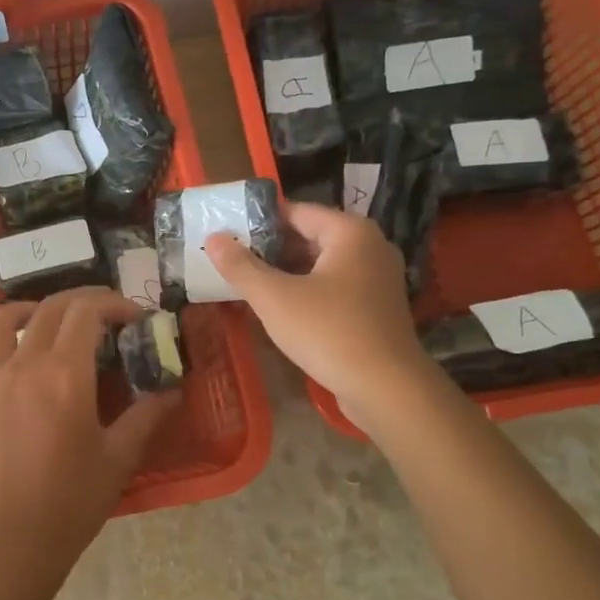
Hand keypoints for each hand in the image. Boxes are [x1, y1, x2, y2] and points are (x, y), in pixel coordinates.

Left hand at [0, 288, 176, 599]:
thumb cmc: (70, 502)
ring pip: (2, 320)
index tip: (136, 318)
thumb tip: (172, 389)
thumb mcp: (119, 458)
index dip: (115, 304)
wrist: (9, 542)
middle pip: (50, 308)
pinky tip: (17, 366)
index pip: (87, 311)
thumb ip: (146, 415)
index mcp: (64, 372)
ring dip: (32, 310)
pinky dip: (1, 346)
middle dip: (83, 302)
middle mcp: (23, 363)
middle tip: (106, 318)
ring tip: (51, 323)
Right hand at [205, 202, 423, 428]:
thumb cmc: (329, 332)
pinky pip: (335, 287)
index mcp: (350, 232)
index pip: (297, 211)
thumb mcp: (275, 298)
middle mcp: (370, 246)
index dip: (259, 221)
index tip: (227, 234)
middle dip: (271, 249)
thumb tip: (214, 238)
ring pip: (322, 265)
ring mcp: (378, 278)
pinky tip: (281, 309)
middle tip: (232, 261)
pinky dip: (308, 291)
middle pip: (310, 237)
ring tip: (249, 284)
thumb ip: (242, 266)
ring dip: (287, 273)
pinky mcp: (377, 307)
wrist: (386, 388)